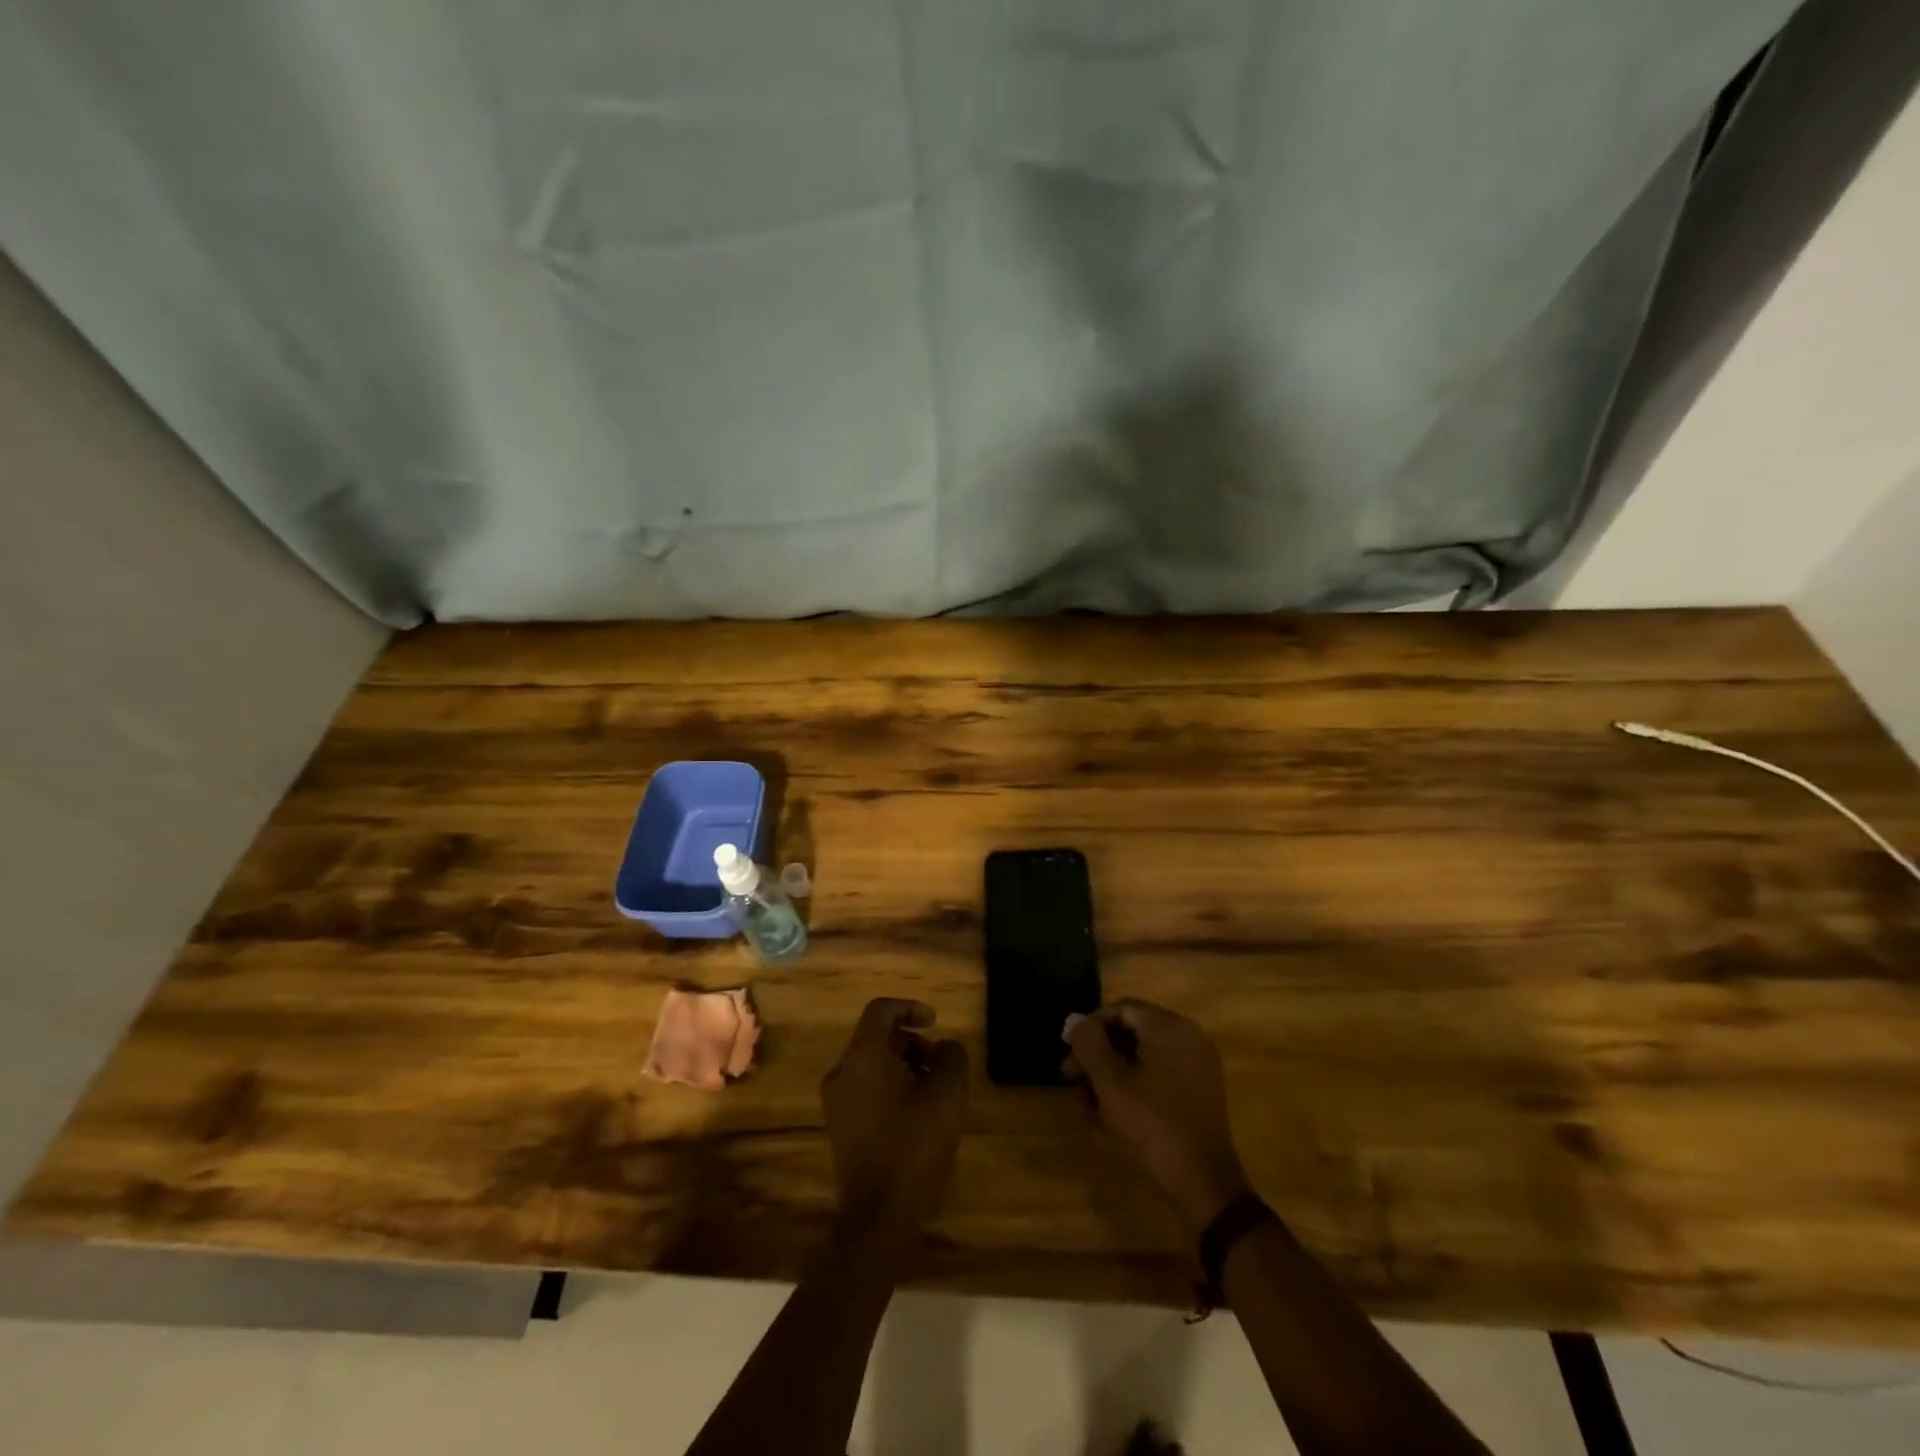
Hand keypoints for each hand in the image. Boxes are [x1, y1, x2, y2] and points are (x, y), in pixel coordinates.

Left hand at [821, 998, 969, 1248]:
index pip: (880, 1011)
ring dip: (902, 1065)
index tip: (935, 1021)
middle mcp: (842, 1071)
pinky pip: (864, 1089)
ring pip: (871, 1065)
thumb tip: (946, 1048)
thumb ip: (951, 1057)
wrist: (877, 1217)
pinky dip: (889, 1087)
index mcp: (863, 1056)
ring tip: (933, 1090)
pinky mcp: (839, 1127)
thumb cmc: (913, 1146)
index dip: (909, 1007)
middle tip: (940, 1062)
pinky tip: (915, 1113)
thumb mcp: (947, 1095)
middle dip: (911, 1042)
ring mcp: (836, 1101)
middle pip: (876, 1038)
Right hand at [1064, 999, 1250, 1234]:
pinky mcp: (1202, 1090)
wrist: (1205, 1184)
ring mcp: (1198, 1063)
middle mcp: (1188, 1035)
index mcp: (1168, 1026)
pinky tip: (1116, 1113)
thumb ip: (1089, 1045)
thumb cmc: (1153, 1126)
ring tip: (1090, 1104)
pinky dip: (1137, 1085)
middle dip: (1099, 1054)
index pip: (1120, 1010)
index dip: (1089, 1029)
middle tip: (1072, 1080)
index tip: (1068, 1055)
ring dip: (1114, 1073)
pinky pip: (1162, 1073)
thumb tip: (1072, 1017)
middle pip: (1132, 1031)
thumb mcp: (1111, 1085)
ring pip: (1145, 1056)